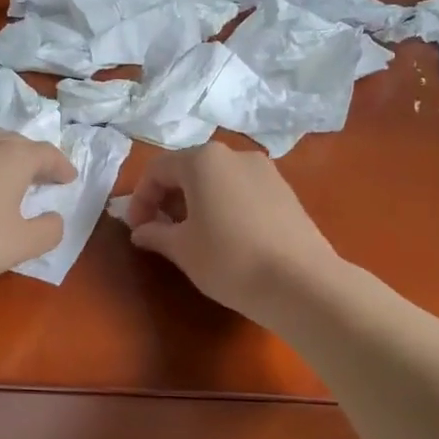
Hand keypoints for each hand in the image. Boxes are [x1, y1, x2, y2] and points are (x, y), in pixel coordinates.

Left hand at [0, 126, 75, 291]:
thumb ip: (48, 230)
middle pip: (15, 141)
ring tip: (3, 173)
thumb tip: (54, 218)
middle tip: (40, 175)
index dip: (61, 166)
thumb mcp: (21, 245)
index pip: (47, 154)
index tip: (68, 179)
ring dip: (0, 155)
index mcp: (13, 156)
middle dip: (31, 157)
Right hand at [123, 143, 337, 317]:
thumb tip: (141, 231)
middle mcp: (234, 155)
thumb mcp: (183, 249)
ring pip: (217, 179)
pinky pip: (242, 190)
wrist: (302, 282)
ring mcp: (265, 171)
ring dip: (196, 202)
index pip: (158, 170)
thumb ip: (156, 234)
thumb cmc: (229, 260)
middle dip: (168, 198)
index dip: (140, 199)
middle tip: (160, 232)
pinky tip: (226, 237)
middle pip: (189, 169)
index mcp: (203, 160)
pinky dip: (224, 205)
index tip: (136, 229)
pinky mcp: (285, 191)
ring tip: (192, 236)